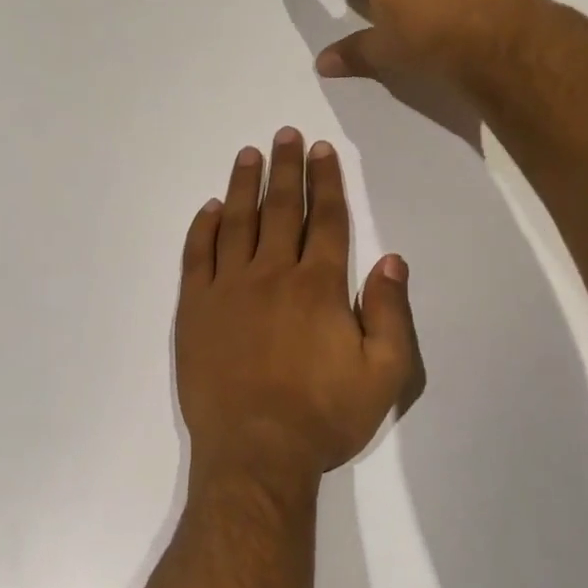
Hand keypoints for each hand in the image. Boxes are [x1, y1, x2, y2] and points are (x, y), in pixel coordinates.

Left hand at [175, 128, 419, 495]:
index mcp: (319, 286)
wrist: (256, 452)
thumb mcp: (384, 375)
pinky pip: (197, 256)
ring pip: (237, 222)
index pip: (326, 220)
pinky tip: (210, 209)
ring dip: (244, 185)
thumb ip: (391, 314)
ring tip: (249, 154)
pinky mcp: (195, 309)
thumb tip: (393, 261)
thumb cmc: (323, 417)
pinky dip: (203, 228)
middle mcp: (272, 274)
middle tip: (286, 135)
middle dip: (286, 168)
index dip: (326, 182)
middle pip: (280, 208)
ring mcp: (228, 289)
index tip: (322, 152)